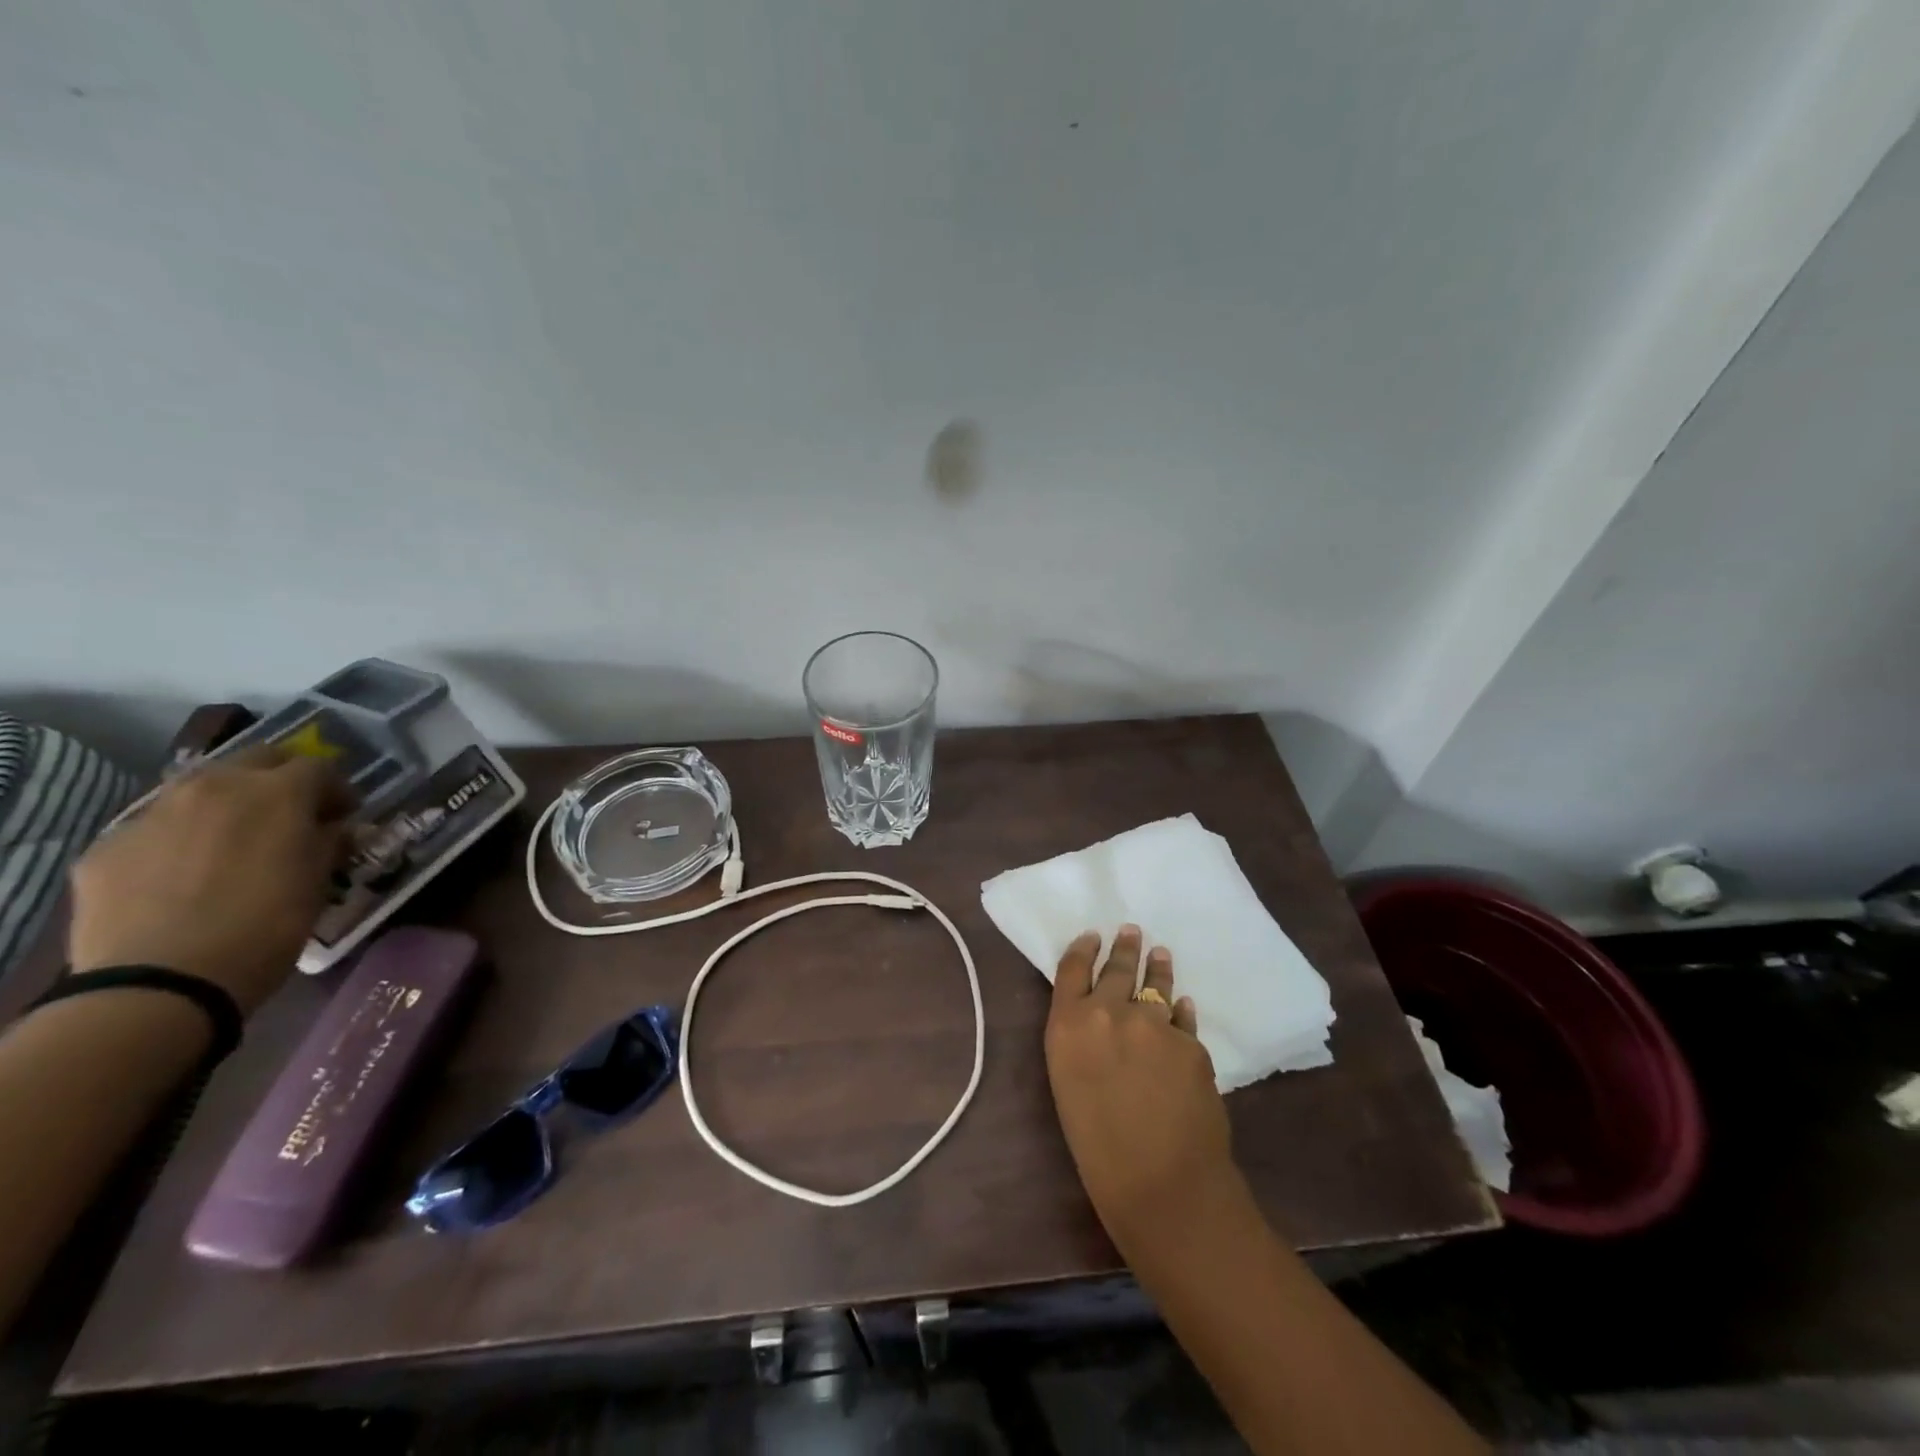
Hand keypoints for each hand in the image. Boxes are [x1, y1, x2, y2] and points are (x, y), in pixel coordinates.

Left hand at [68, 748, 350, 1013]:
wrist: (162, 981)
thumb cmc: (267, 926)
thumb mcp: (319, 882)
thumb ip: (329, 843)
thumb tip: (334, 830)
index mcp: (277, 792)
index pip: (319, 767)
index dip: (337, 790)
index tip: (343, 817)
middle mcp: (215, 787)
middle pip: (257, 759)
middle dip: (281, 780)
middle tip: (293, 815)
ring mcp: (154, 813)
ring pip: (200, 788)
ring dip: (226, 803)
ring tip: (235, 841)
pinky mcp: (108, 846)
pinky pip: (156, 829)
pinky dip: (180, 840)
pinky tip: (185, 876)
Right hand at [1044, 925, 1237, 1248]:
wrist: (1160, 1182)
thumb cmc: (1097, 1146)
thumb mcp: (1069, 1082)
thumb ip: (1080, 1041)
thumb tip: (1100, 1022)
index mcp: (1068, 1025)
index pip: (1073, 969)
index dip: (1083, 948)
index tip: (1093, 935)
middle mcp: (1109, 1012)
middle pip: (1116, 968)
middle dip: (1123, 948)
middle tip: (1131, 931)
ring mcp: (1154, 1023)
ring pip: (1155, 984)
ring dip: (1157, 967)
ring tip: (1160, 953)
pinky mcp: (1191, 1043)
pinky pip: (1183, 1019)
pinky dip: (1181, 1011)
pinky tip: (1184, 1004)